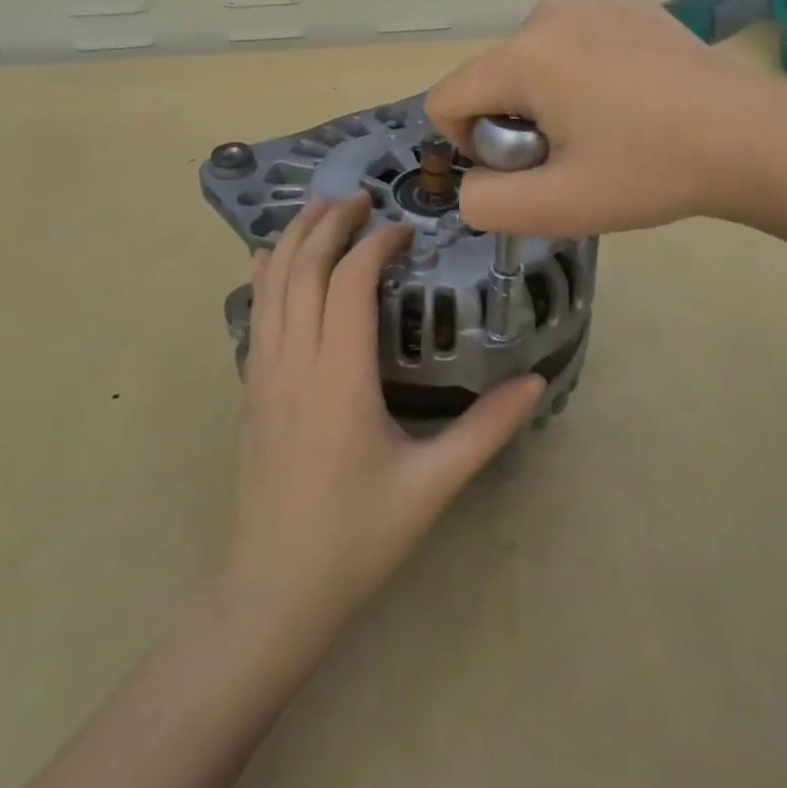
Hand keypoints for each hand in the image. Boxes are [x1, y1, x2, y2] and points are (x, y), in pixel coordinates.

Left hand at [225, 194, 544, 640]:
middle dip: (328, 223)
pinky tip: (275, 260)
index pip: (348, 284)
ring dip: (293, 238)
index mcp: (339, 379)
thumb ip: (486, 430)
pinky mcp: (249, 389)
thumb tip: (537, 382)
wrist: (273, 591)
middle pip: (302, 268)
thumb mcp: (432, 485)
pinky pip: (255, 312)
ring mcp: (262, 374)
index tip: (403, 230)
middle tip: (359, 197)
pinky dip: (267, 273)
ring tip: (320, 209)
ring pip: (270, 284)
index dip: (374, 245)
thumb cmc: (357, 537)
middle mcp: (294, 363)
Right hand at [427, 0, 786, 236]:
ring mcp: (591, 4)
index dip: (469, 147)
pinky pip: (572, 44)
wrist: (752, 136)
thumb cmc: (650, 171)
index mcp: (522, 57)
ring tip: (607, 127)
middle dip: (513, 124)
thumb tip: (470, 186)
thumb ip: (486, 204)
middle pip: (490, 81)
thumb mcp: (559, 207)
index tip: (527, 166)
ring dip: (546, 100)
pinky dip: (582, 75)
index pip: (446, 100)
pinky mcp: (626, 6)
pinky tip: (633, 99)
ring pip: (530, 63)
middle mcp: (546, 16)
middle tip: (576, 155)